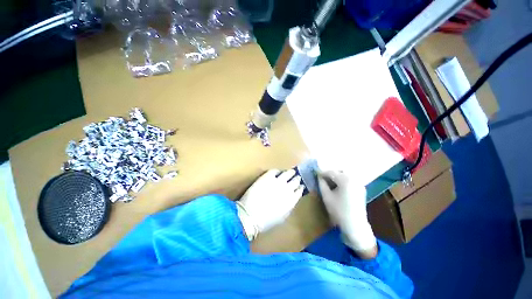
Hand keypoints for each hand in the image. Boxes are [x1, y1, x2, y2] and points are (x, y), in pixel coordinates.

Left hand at [236, 169, 303, 240]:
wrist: (251, 215)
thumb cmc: (266, 221)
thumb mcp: (282, 216)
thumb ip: (289, 205)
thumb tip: (292, 198)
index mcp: (292, 200)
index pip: (299, 190)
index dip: (300, 187)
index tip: (300, 185)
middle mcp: (287, 189)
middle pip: (295, 180)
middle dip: (297, 178)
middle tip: (297, 176)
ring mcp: (278, 181)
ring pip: (287, 173)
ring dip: (290, 172)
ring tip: (290, 171)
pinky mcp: (268, 177)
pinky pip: (275, 171)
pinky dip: (277, 171)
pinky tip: (277, 172)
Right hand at [317, 171, 376, 258]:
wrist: (355, 226)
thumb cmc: (338, 211)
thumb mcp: (327, 196)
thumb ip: (322, 184)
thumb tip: (319, 176)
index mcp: (345, 180)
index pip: (331, 172)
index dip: (322, 172)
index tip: (315, 173)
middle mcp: (354, 179)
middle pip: (339, 172)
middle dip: (330, 174)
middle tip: (322, 178)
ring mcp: (359, 184)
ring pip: (345, 175)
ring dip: (336, 177)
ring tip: (329, 183)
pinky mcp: (361, 189)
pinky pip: (350, 180)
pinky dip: (343, 181)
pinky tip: (338, 187)